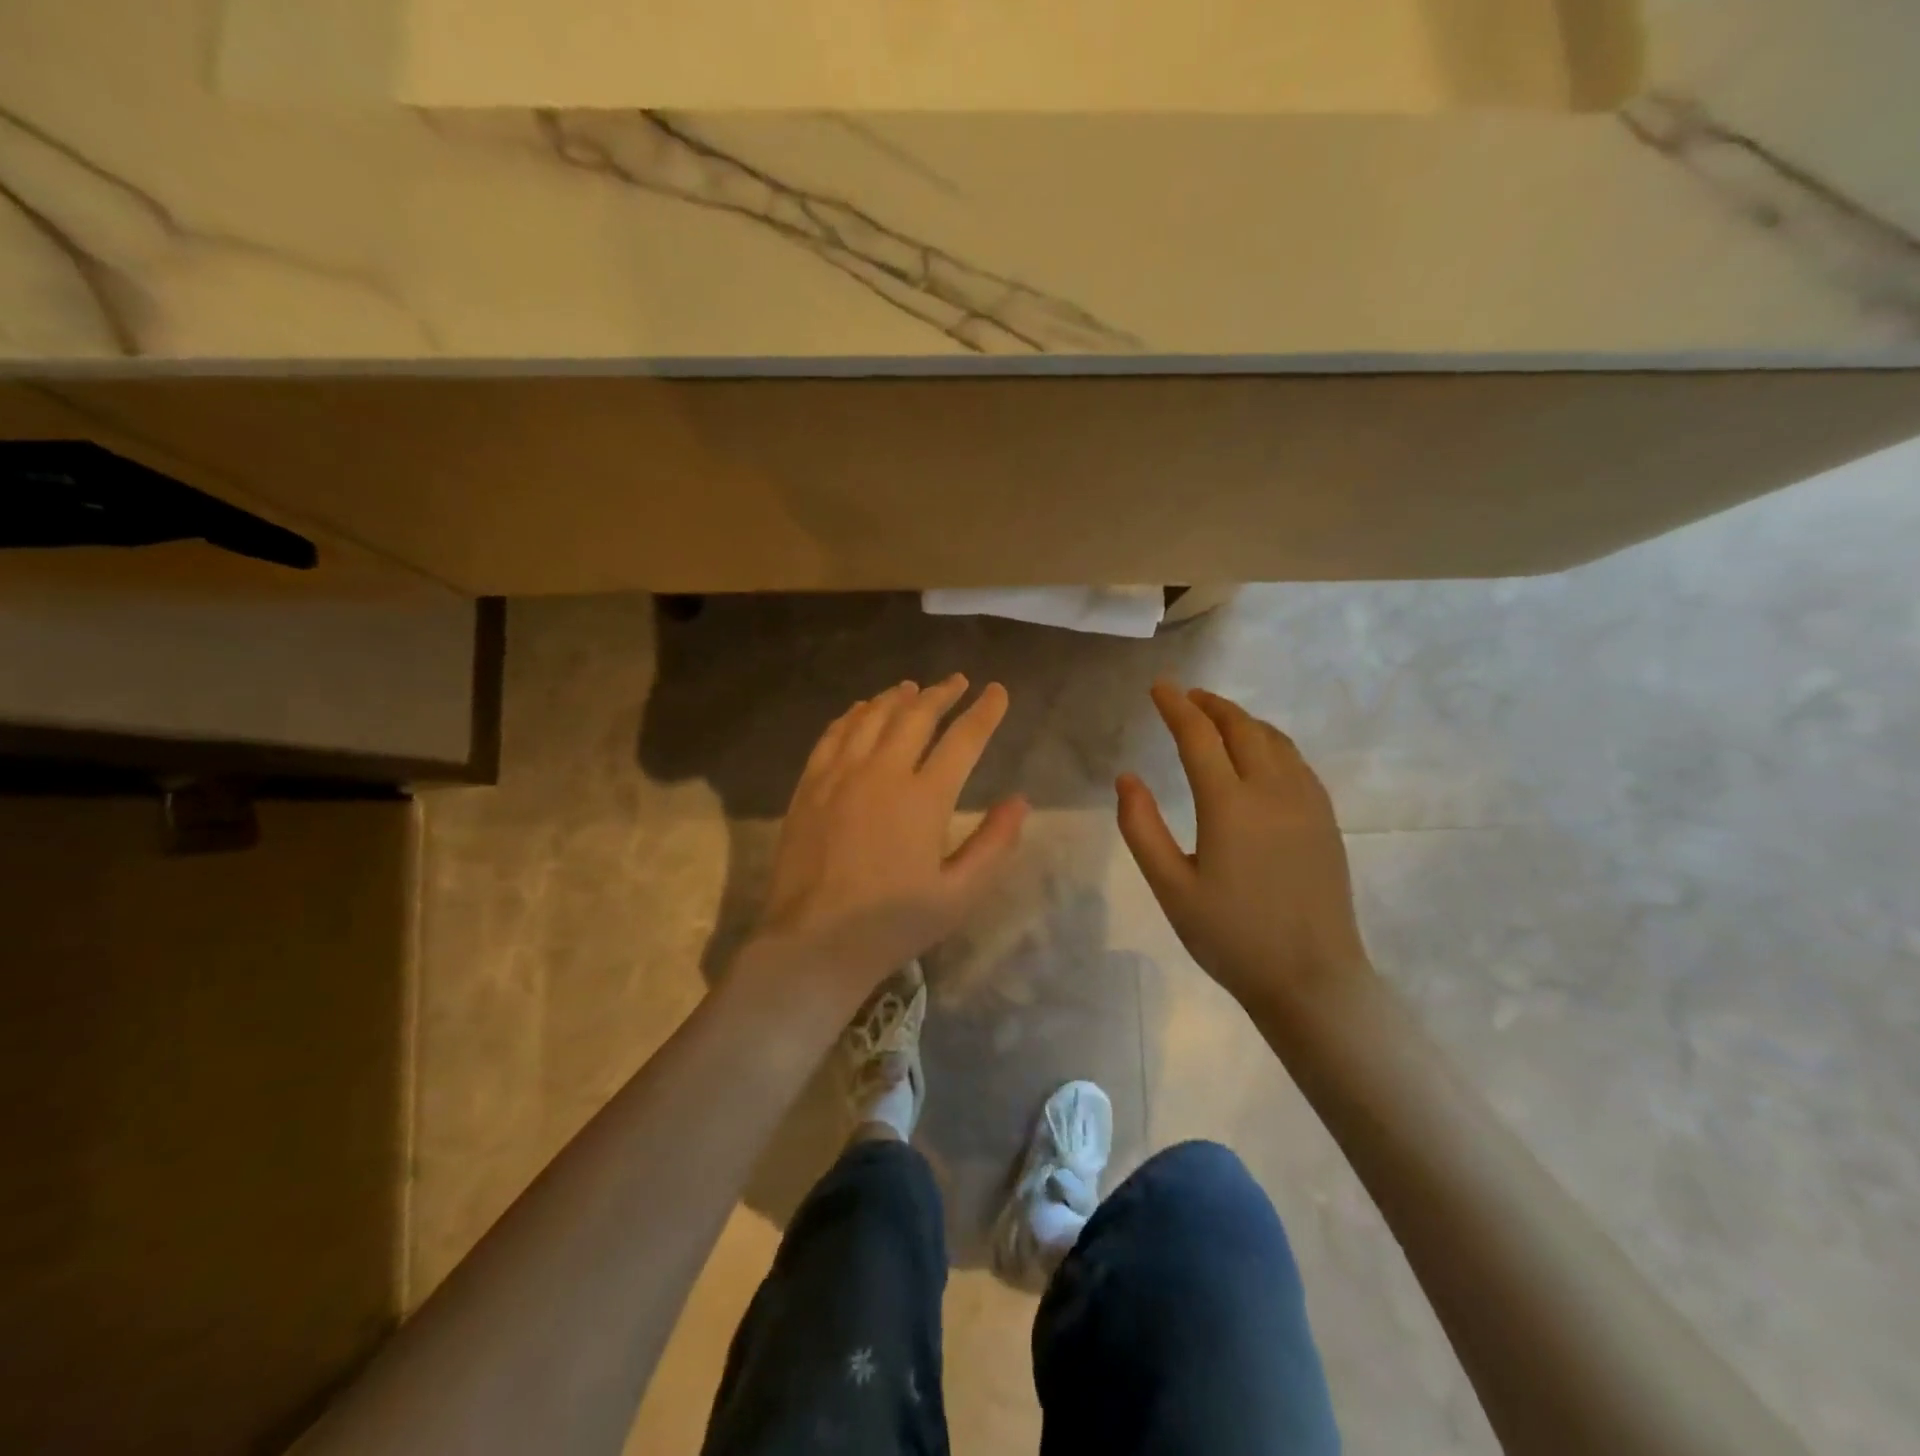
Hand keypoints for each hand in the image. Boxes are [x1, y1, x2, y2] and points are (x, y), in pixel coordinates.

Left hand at [754, 675, 1028, 998]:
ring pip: (872, 718)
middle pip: (916, 716)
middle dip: (942, 694)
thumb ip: (994, 844)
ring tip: (914, 688)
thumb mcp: (959, 895)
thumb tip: (1020, 801)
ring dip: (897, 697)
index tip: (997, 692)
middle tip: (958, 681)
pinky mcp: (810, 786)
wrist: (814, 941)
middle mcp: (882, 773)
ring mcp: (840, 775)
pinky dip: (853, 715)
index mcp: (924, 798)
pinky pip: (833, 735)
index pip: (963, 740)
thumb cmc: (893, 923)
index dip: (985, 712)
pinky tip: (861, 710)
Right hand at [1117, 681, 1372, 1013]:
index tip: (1158, 687)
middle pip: (1241, 727)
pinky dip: (1270, 741)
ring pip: (1274, 739)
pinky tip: (1259, 753)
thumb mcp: (1171, 888)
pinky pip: (1296, 761)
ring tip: (1217, 718)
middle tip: (1185, 697)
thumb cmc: (1231, 937)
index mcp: (1229, 805)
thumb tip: (1127, 778)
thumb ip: (1142, 828)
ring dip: (1242, 719)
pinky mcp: (1325, 819)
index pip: (1198, 736)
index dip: (1175, 706)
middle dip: (1210, 705)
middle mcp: (1272, 791)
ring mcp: (1306, 802)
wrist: (1311, 979)